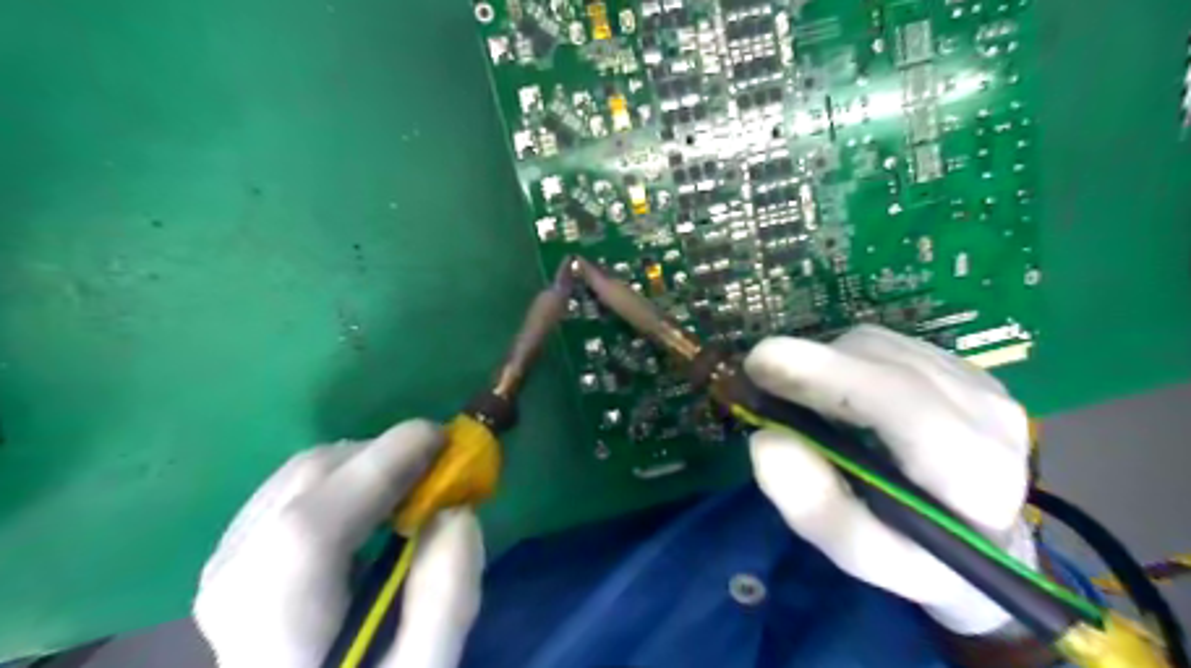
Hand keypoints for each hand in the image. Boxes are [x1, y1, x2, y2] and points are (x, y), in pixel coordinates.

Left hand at [197, 422, 483, 666]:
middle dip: (384, 456)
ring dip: (364, 464)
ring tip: (411, 485)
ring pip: (298, 476)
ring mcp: (223, 568)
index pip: (316, 519)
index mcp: (276, 621)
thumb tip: (457, 511)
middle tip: (440, 467)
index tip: (446, 438)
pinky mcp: (231, 560)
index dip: (384, 462)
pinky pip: (289, 490)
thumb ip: (446, 598)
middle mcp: (233, 583)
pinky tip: (370, 507)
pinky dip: (340, 479)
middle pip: (308, 480)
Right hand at [742, 323, 1033, 636]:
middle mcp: (989, 413)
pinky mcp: (965, 367)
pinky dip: (847, 360)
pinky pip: (887, 345)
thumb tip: (765, 439)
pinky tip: (842, 393)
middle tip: (762, 384)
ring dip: (828, 363)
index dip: (825, 374)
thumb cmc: (923, 559)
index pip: (899, 401)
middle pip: (881, 361)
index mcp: (974, 472)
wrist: (988, 543)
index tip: (759, 364)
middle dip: (813, 365)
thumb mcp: (866, 556)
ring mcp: (980, 382)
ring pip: (880, 346)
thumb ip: (817, 508)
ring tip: (806, 399)